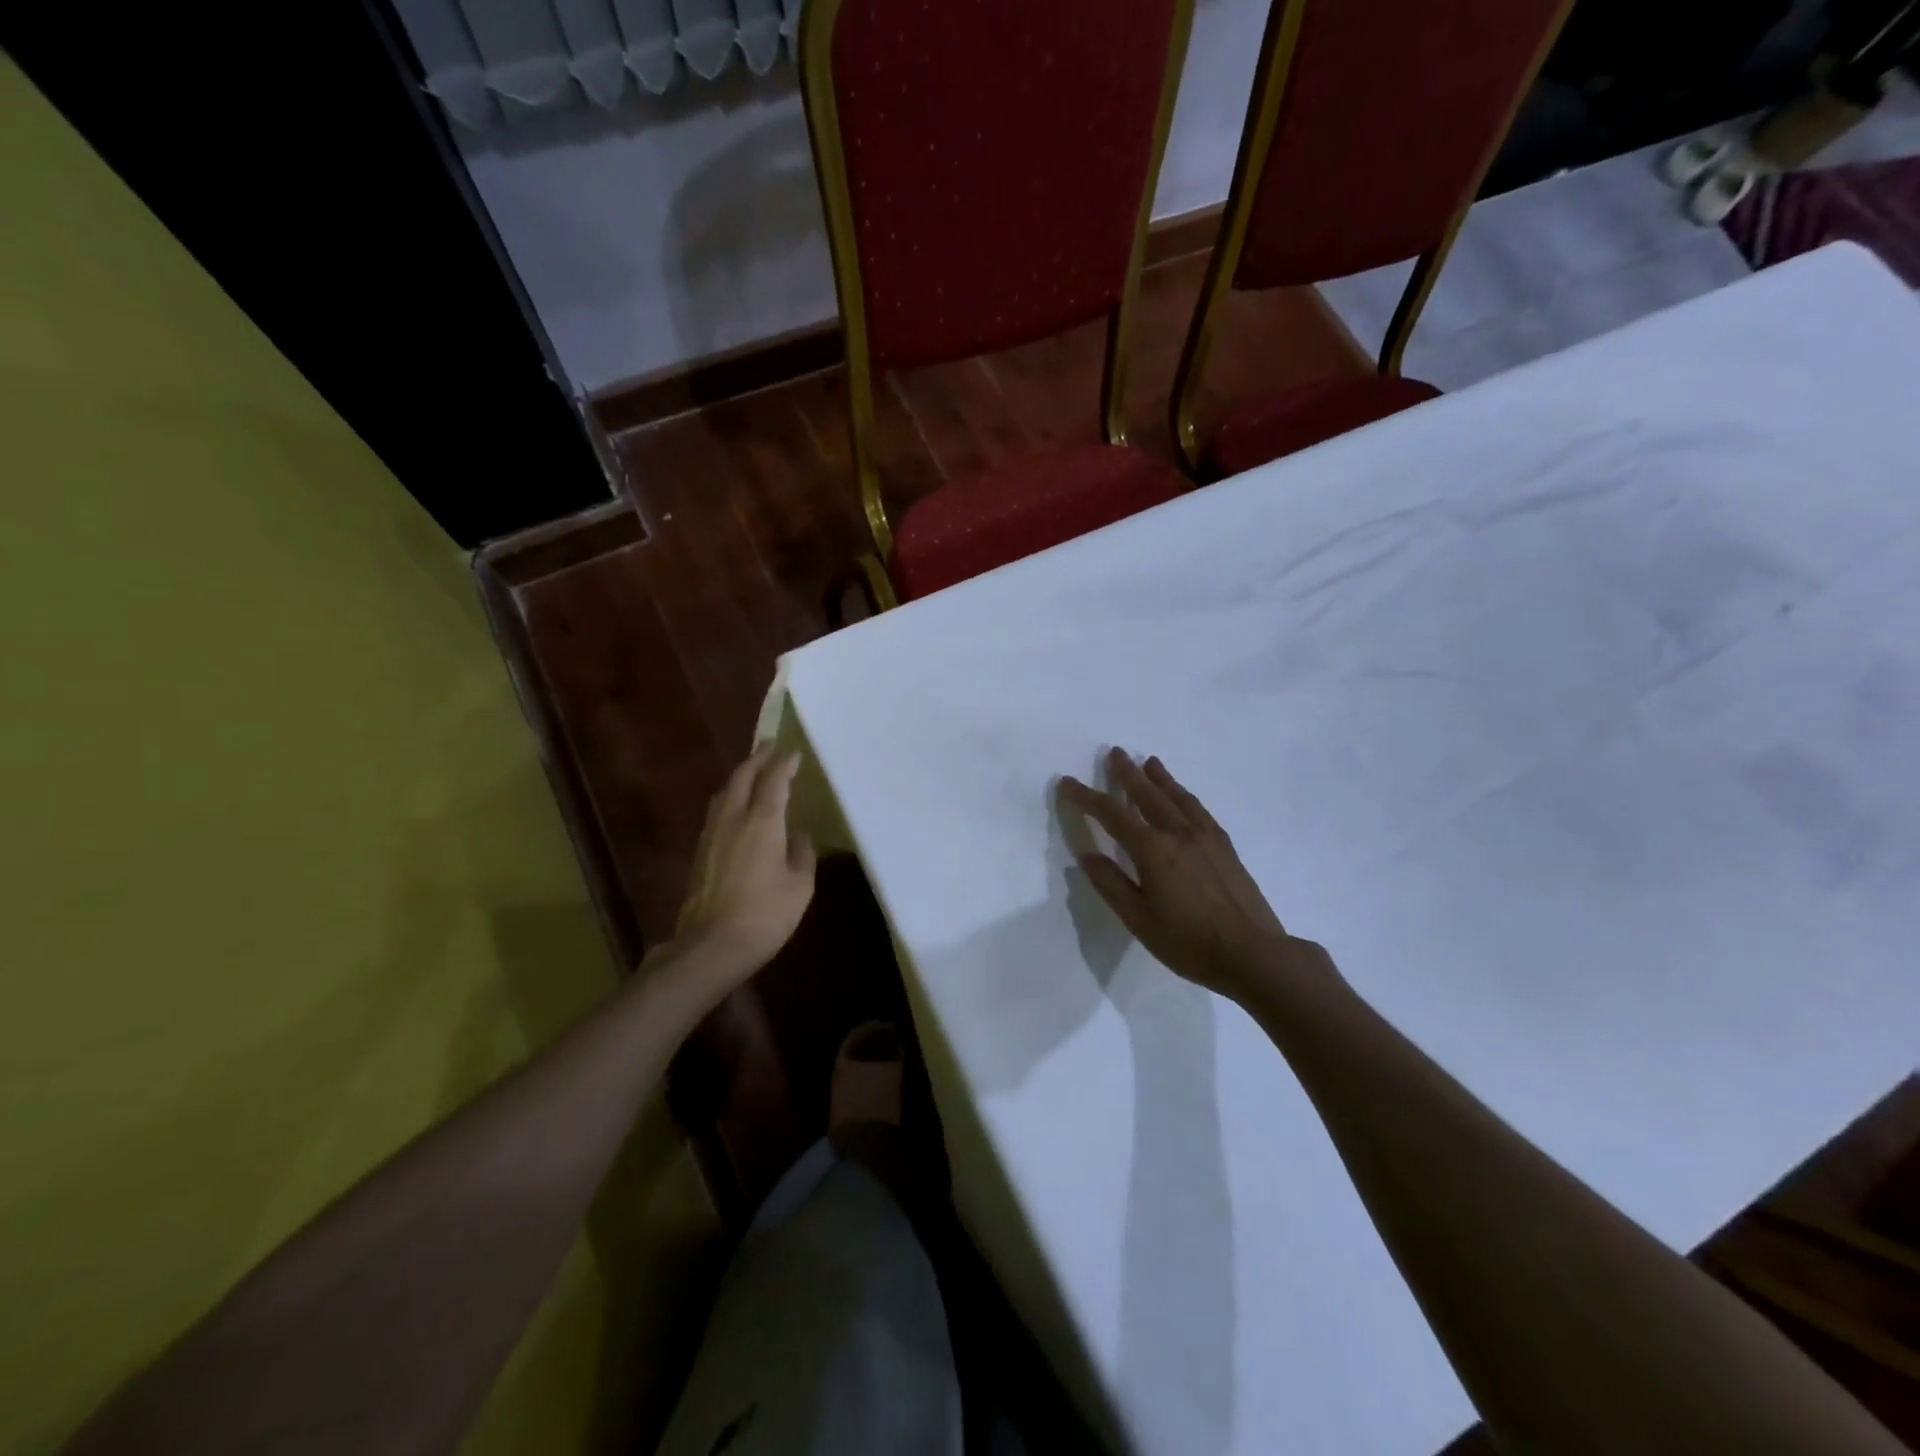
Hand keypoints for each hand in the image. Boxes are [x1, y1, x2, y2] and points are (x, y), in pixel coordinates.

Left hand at [668, 746, 817, 988]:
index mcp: (762, 823)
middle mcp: (734, 819)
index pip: (774, 781)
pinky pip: (717, 810)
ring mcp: (712, 834)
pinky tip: (736, 806)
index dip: (784, 764)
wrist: (712, 945)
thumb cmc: (766, 915)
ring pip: (725, 792)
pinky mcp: (700, 851)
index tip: (793, 752)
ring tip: (752, 771)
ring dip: (740, 776)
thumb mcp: (800, 887)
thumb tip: (798, 837)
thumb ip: (802, 855)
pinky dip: (730, 797)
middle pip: (742, 777)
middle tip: (769, 747)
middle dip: (757, 759)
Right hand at [1059, 749, 1336, 1004]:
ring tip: (1150, 762)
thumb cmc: (1189, 942)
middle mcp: (1178, 833)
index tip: (1067, 782)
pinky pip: (1199, 809)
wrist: (1254, 954)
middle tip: (1115, 752)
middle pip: (1147, 795)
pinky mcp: (1225, 846)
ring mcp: (1205, 837)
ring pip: (1177, 797)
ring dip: (1160, 778)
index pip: (1111, 814)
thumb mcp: (1139, 920)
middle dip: (1127, 773)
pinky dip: (1185, 795)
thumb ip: (1111, 884)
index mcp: (1152, 850)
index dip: (1086, 797)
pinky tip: (1183, 797)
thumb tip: (1087, 855)